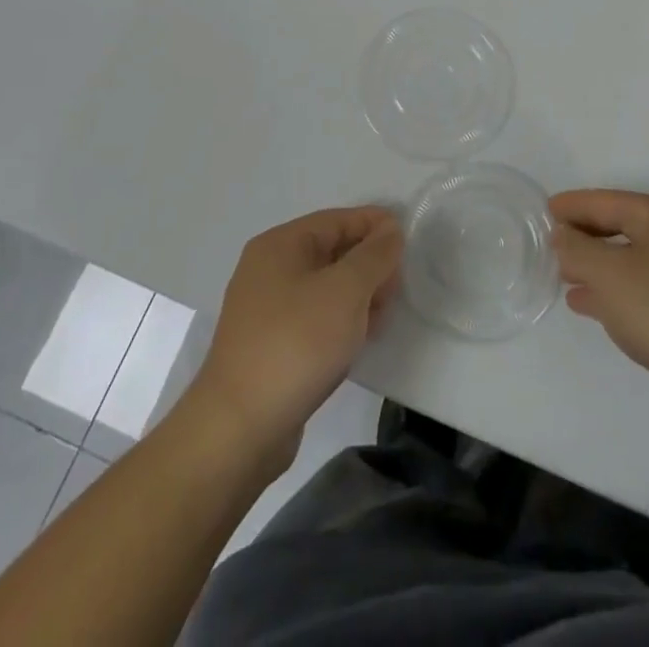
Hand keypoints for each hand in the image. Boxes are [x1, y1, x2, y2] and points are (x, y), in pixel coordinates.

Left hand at [188, 206, 403, 473]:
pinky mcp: (270, 345)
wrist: (240, 427)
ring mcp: (266, 309)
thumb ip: (374, 255)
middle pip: (331, 251)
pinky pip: (315, 318)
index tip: (408, 239)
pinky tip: (359, 340)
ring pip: (325, 287)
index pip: (336, 220)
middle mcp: (268, 269)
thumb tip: (390, 230)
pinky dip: (340, 322)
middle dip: (368, 264)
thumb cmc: (296, 343)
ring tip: (383, 316)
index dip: (374, 225)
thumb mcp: (345, 291)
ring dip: (357, 296)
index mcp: (280, 245)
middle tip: (397, 286)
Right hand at [550, 190, 648, 435]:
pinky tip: (592, 306)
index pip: (603, 201)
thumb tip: (562, 235)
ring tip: (563, 277)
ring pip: (629, 260)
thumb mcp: (609, 273)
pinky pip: (642, 289)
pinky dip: (615, 292)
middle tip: (548, 246)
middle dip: (583, 236)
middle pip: (618, 226)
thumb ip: (576, 250)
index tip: (541, 213)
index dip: (570, 206)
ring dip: (596, 266)